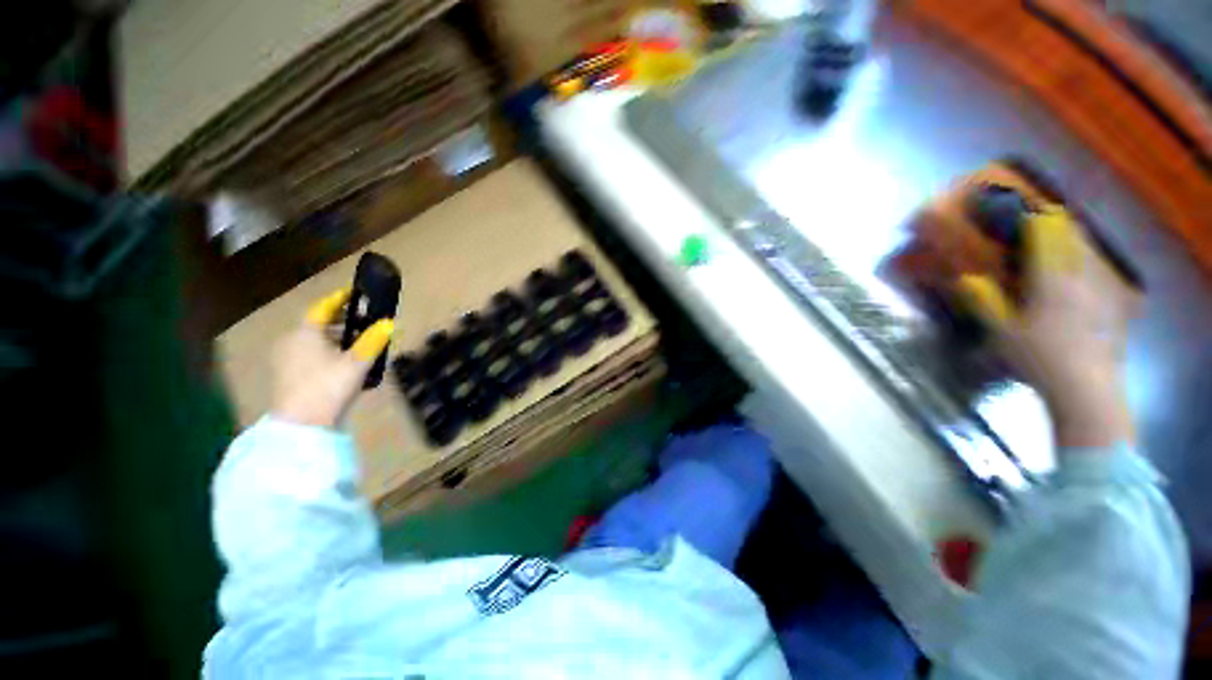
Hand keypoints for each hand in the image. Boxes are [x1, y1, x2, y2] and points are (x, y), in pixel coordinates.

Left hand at [271, 288, 394, 427]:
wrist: (302, 425)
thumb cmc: (329, 386)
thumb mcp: (357, 362)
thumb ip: (373, 341)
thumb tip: (389, 323)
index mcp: (305, 333)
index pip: (322, 307)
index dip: (339, 299)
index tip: (355, 293)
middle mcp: (291, 341)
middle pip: (317, 323)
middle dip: (339, 319)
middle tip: (362, 319)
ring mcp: (286, 359)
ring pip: (312, 339)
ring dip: (333, 336)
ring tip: (356, 341)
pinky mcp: (287, 375)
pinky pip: (308, 353)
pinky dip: (325, 350)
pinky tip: (340, 361)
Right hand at [959, 206, 1136, 448]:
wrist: (1087, 388)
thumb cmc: (1039, 358)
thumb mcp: (1002, 331)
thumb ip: (985, 301)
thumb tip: (964, 279)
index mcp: (1051, 278)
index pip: (1043, 232)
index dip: (1026, 212)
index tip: (1010, 200)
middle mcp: (1080, 275)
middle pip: (1070, 232)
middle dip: (1051, 217)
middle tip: (1034, 213)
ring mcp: (1100, 288)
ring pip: (1087, 247)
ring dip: (1069, 235)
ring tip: (1054, 236)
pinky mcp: (1111, 302)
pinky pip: (1098, 267)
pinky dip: (1083, 258)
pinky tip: (1075, 269)